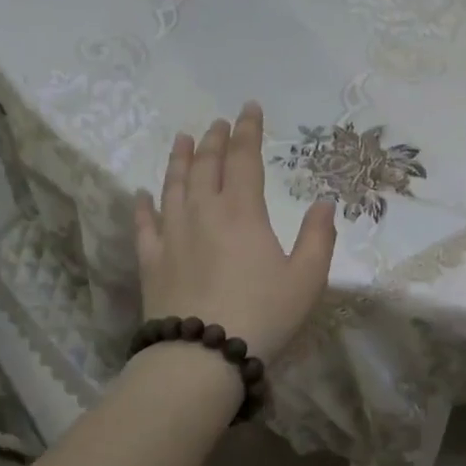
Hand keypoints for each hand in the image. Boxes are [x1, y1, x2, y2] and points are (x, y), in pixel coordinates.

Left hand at [134, 102, 336, 362]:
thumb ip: (319, 237)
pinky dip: (143, 205)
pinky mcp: (151, 260)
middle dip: (214, 139)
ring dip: (178, 159)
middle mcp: (203, 212)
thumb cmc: (263, 315)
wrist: (202, 356)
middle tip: (218, 123)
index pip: (245, 158)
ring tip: (182, 139)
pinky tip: (142, 194)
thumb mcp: (308, 279)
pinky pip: (144, 224)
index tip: (249, 108)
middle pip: (206, 165)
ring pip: (173, 185)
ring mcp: (171, 235)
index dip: (249, 131)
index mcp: (242, 212)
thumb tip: (324, 202)